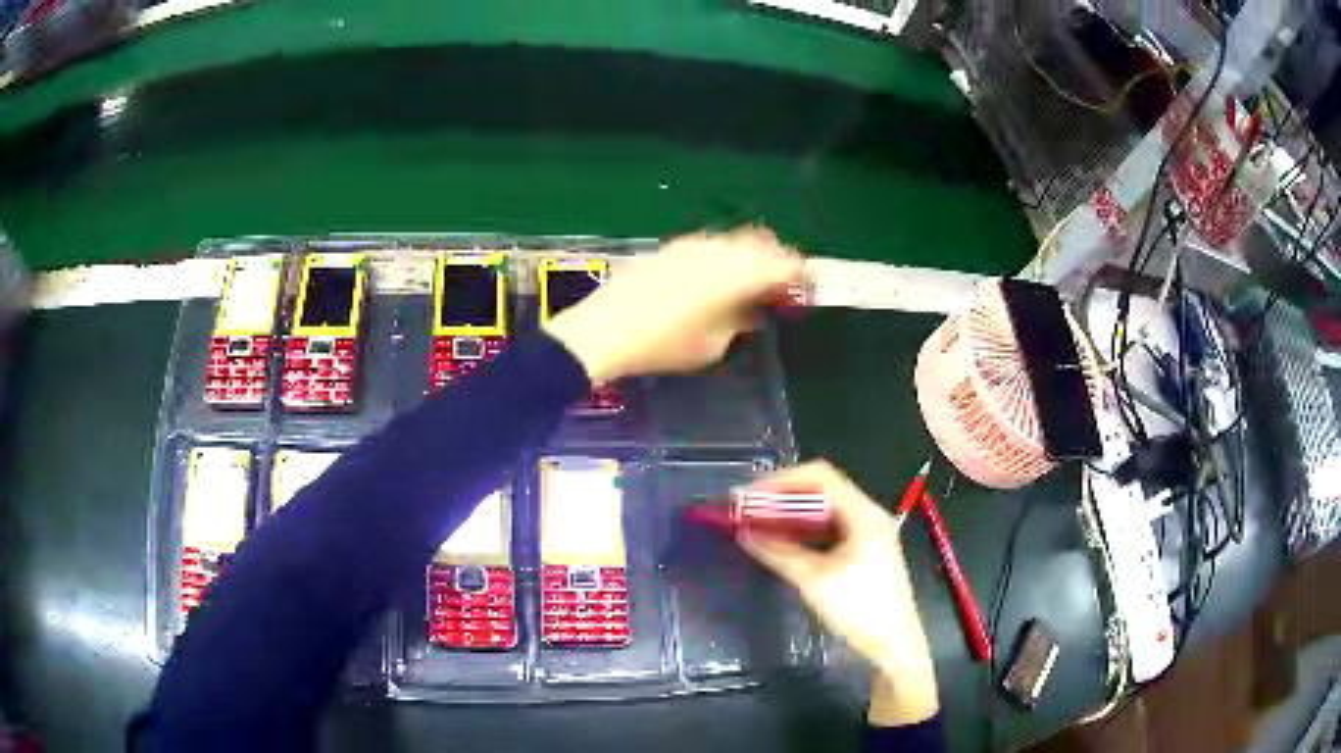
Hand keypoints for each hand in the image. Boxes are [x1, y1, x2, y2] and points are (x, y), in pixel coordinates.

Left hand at [542, 226, 802, 383]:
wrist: (605, 329)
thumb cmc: (664, 346)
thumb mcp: (712, 345)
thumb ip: (738, 322)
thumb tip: (751, 311)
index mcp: (734, 275)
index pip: (780, 264)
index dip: (799, 271)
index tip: (809, 281)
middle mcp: (716, 251)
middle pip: (759, 243)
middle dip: (777, 256)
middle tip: (786, 276)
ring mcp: (690, 246)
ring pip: (733, 240)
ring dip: (750, 253)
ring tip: (755, 274)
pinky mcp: (669, 248)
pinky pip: (709, 244)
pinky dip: (724, 254)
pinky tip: (718, 271)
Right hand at [738, 461, 939, 726]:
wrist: (895, 645)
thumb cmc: (860, 609)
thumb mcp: (815, 581)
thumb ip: (779, 552)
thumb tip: (744, 533)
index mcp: (863, 513)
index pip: (819, 477)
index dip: (780, 481)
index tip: (747, 497)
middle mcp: (867, 515)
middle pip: (821, 491)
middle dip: (781, 498)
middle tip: (746, 512)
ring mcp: (867, 534)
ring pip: (823, 512)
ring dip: (791, 516)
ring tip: (757, 526)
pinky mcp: (864, 552)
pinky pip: (829, 531)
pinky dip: (804, 533)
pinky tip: (783, 544)